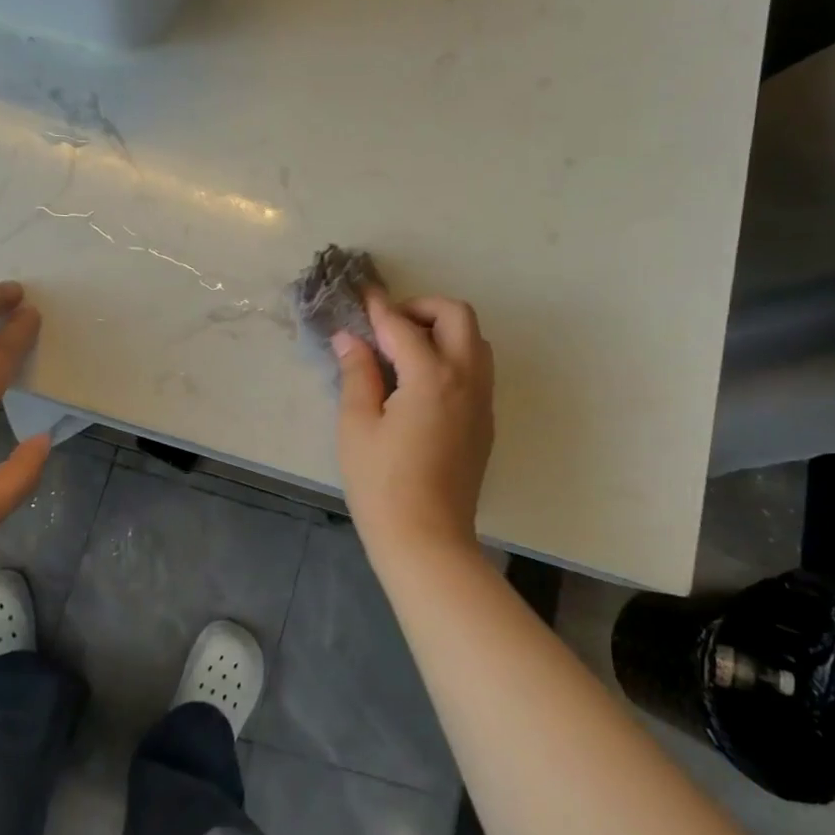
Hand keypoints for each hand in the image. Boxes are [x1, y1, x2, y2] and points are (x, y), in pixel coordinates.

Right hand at [334, 292, 494, 553]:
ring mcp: (482, 401)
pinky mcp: (485, 422)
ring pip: (475, 341)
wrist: (427, 539)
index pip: (403, 326)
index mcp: (432, 377)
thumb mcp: (357, 425)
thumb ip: (357, 374)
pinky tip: (422, 381)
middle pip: (458, 316)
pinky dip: (454, 356)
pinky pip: (477, 370)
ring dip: (443, 330)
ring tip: (406, 350)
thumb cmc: (382, 484)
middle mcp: (466, 380)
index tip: (362, 295)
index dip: (379, 308)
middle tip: (389, 325)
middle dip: (423, 307)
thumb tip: (349, 339)